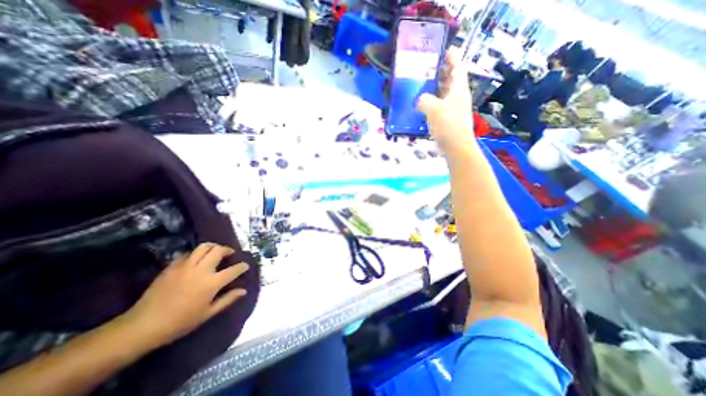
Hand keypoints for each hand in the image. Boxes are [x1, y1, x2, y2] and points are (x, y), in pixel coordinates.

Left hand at [122, 243, 249, 347]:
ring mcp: (185, 266)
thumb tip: (243, 290)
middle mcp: (201, 270)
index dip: (242, 266)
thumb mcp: (207, 314)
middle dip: (228, 250)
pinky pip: (187, 253)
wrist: (142, 326)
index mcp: (212, 283)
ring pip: (203, 247)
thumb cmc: (180, 322)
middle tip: (230, 254)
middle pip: (219, 250)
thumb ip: (228, 299)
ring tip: (215, 252)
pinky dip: (196, 254)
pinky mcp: (172, 267)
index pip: (234, 269)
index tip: (245, 266)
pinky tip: (196, 260)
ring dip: (213, 247)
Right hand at [414, 45, 476, 150]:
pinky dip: (434, 103)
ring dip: (437, 88)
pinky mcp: (449, 120)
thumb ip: (424, 100)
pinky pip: (441, 106)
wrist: (456, 147)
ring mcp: (455, 109)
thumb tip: (420, 99)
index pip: (458, 67)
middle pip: (452, 80)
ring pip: (446, 94)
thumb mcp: (433, 108)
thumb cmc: (447, 125)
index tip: (445, 49)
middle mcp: (458, 97)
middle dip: (443, 72)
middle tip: (429, 68)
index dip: (452, 57)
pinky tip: (423, 106)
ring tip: (424, 85)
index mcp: (458, 89)